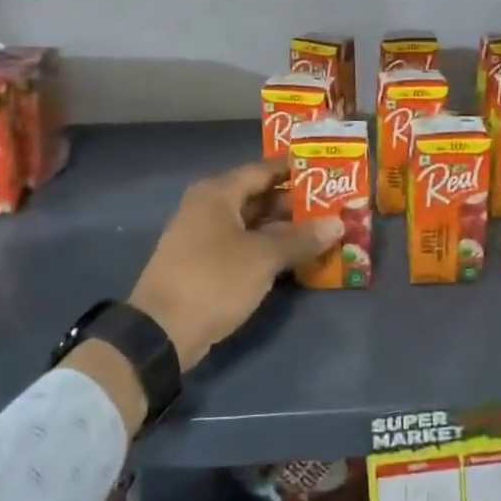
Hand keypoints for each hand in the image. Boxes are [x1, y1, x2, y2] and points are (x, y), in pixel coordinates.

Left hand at [127, 158, 341, 372]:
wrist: (161, 332)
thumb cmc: (214, 279)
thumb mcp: (263, 257)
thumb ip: (301, 238)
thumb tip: (338, 223)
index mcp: (218, 192)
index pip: (263, 169)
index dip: (295, 169)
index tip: (328, 170)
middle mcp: (208, 206)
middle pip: (258, 196)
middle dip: (295, 203)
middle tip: (334, 205)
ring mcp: (204, 236)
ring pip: (252, 223)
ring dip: (284, 228)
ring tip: (323, 230)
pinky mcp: (205, 263)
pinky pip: (243, 244)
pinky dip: (267, 247)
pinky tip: (296, 256)